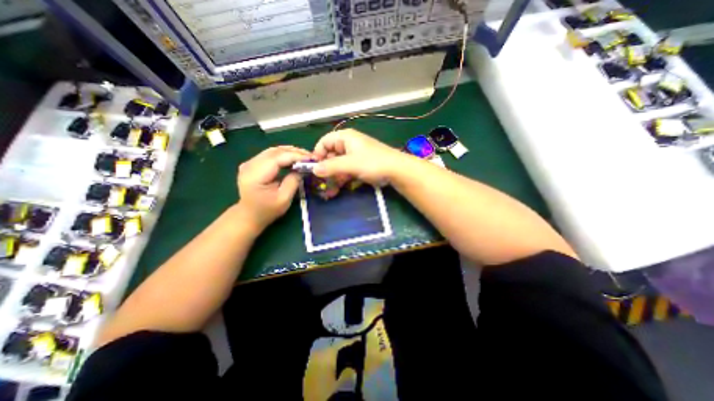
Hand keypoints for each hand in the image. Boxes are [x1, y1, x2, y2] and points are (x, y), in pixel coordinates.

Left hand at [237, 146, 309, 229]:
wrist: (249, 215)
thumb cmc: (267, 210)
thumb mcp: (284, 199)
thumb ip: (293, 181)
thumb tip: (303, 168)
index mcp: (255, 175)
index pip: (277, 158)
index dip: (295, 156)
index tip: (311, 158)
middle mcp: (249, 165)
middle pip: (275, 152)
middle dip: (294, 152)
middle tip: (311, 156)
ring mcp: (249, 163)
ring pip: (273, 151)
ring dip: (290, 152)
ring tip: (304, 156)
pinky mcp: (253, 163)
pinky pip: (270, 154)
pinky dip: (284, 154)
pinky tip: (293, 158)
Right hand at [314, 129, 406, 183]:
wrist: (396, 170)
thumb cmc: (372, 163)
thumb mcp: (349, 164)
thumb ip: (330, 167)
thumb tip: (313, 170)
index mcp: (345, 138)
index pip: (324, 142)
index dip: (317, 154)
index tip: (314, 169)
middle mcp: (348, 144)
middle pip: (330, 155)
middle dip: (325, 170)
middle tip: (322, 183)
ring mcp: (355, 155)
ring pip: (338, 165)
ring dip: (333, 177)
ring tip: (329, 191)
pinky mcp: (360, 165)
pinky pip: (346, 171)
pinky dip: (342, 179)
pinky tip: (338, 189)